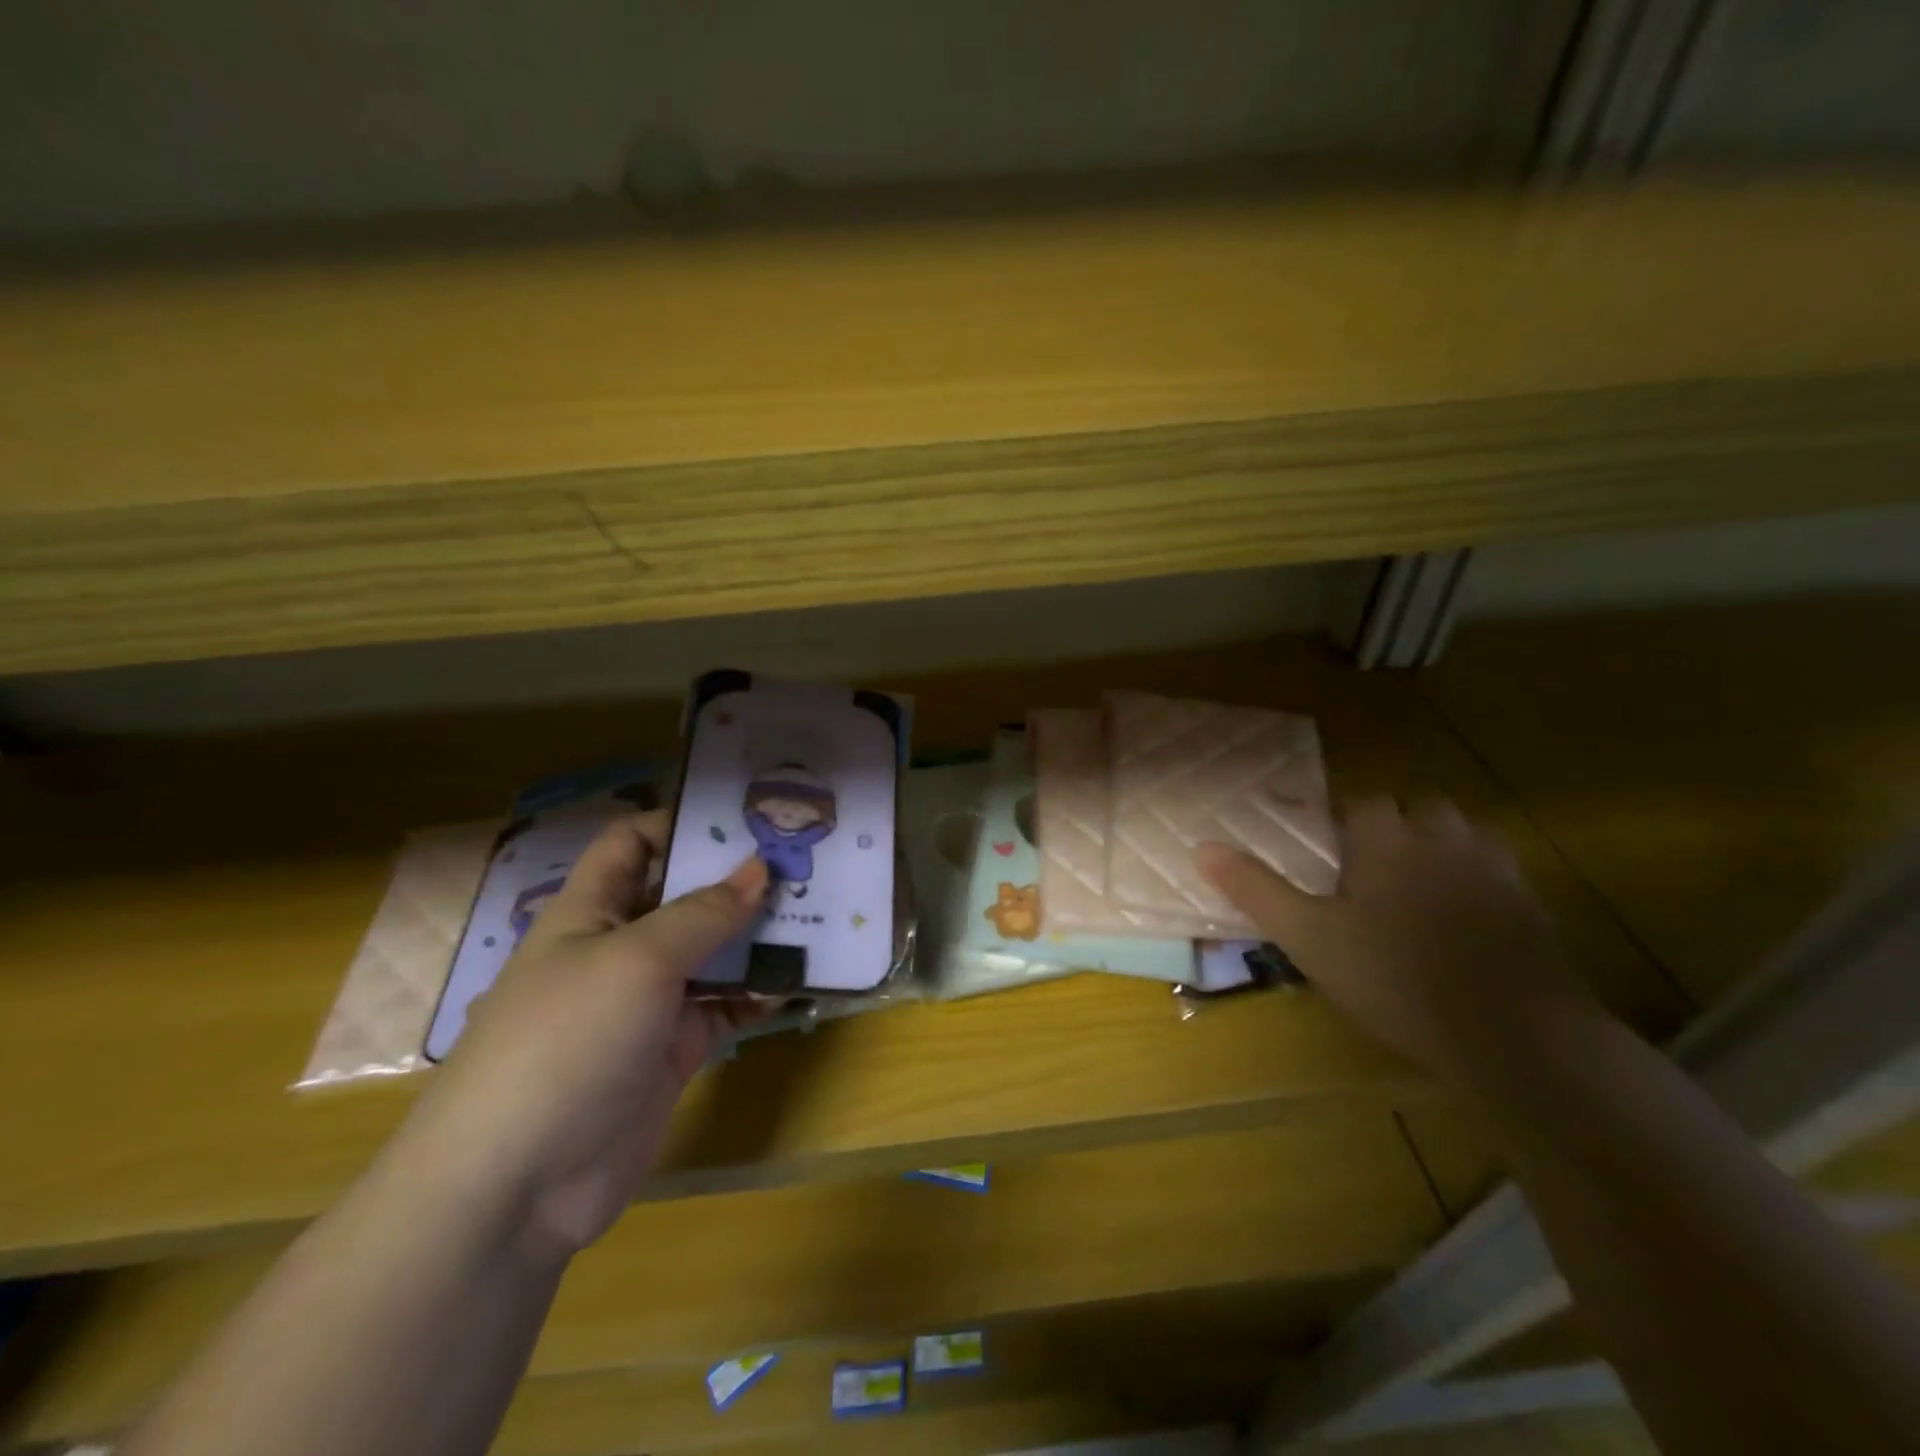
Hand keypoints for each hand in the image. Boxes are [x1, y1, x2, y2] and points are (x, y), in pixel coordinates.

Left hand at [404, 811, 767, 1257]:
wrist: (518, 1184)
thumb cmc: (567, 1040)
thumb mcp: (638, 959)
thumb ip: (704, 913)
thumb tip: (760, 869)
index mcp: (591, 910)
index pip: (633, 843)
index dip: (681, 822)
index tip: (747, 817)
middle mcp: (621, 947)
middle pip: (685, 895)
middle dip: (739, 878)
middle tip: (804, 860)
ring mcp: (650, 1001)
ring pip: (714, 952)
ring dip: (760, 935)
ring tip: (821, 912)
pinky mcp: (675, 1048)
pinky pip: (727, 1006)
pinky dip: (761, 992)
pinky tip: (804, 979)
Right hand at [1196, 796, 1603, 1083]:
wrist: (1514, 1036)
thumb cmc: (1395, 978)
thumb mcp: (1308, 937)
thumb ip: (1256, 889)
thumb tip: (1201, 847)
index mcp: (1388, 839)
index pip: (1363, 800)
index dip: (1341, 815)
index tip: (1324, 842)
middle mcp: (1444, 839)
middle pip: (1419, 806)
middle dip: (1394, 822)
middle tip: (1367, 862)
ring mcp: (1496, 870)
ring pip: (1464, 832)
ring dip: (1438, 843)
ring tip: (1413, 881)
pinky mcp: (1532, 906)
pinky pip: (1499, 871)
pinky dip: (1476, 879)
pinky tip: (1461, 917)